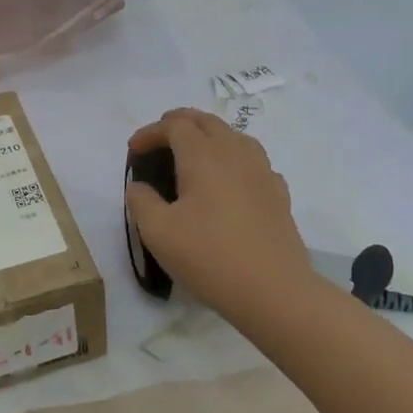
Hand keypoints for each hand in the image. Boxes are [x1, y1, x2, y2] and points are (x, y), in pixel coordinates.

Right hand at [125, 109, 318, 326]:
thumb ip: (141, 202)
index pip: (175, 126)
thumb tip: (139, 186)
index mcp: (203, 156)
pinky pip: (254, 161)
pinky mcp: (279, 194)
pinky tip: (230, 181)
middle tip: (159, 139)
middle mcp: (235, 154)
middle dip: (179, 122)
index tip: (133, 150)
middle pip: (207, 121)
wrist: (273, 291)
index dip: (150, 132)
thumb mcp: (157, 232)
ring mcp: (262, 172)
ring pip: (235, 136)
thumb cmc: (209, 257)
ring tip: (194, 152)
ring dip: (210, 135)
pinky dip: (235, 159)